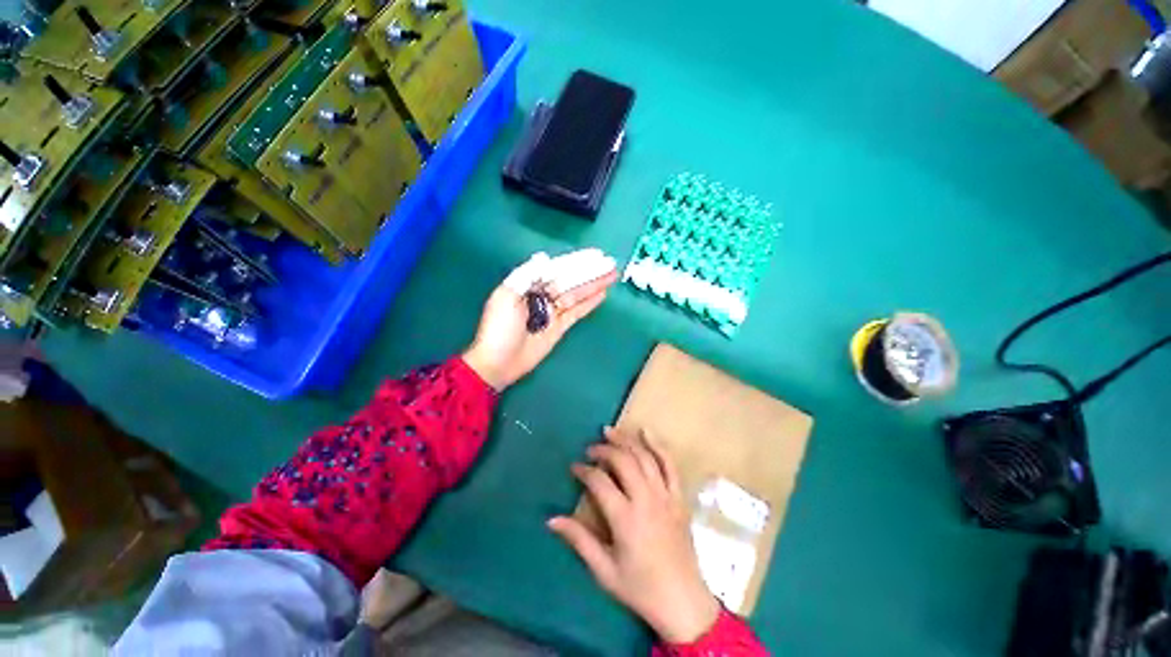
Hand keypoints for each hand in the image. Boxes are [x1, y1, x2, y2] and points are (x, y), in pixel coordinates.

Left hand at [463, 250, 617, 389]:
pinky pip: (577, 312)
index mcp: (528, 284)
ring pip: (576, 294)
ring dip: (594, 285)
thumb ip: (527, 276)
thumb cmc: (499, 328)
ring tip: (612, 275)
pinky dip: (589, 304)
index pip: (557, 268)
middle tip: (611, 264)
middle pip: (570, 280)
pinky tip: (601, 294)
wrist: (498, 362)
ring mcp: (552, 312)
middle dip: (590, 272)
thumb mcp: (506, 297)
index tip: (595, 255)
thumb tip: (545, 259)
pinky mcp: (559, 327)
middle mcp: (542, 295)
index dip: (576, 261)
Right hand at [548, 428, 719, 643]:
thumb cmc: (640, 588)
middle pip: (623, 461)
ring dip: (626, 440)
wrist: (683, 601)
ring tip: (610, 431)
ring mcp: (665, 495)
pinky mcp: (678, 497)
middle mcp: (645, 500)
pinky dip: (657, 445)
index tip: (574, 467)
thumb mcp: (604, 570)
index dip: (584, 471)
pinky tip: (645, 432)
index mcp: (625, 518)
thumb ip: (579, 540)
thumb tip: (551, 519)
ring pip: (644, 457)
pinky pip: (669, 464)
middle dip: (604, 450)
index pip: (600, 482)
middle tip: (590, 449)